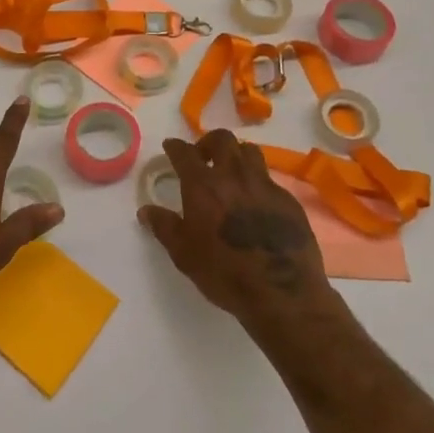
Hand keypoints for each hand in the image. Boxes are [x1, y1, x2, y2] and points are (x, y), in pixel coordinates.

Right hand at [138, 129, 332, 326]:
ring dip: (236, 155)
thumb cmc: (224, 273)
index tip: (170, 147)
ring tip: (231, 173)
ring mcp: (264, 185)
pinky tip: (256, 203)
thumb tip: (145, 210)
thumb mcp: (183, 254)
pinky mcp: (288, 200)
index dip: (175, 147)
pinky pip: (269, 179)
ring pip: (249, 152)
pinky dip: (257, 182)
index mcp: (203, 185)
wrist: (282, 293)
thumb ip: (164, 227)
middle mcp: (233, 175)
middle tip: (203, 158)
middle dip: (208, 142)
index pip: (184, 152)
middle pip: (222, 139)